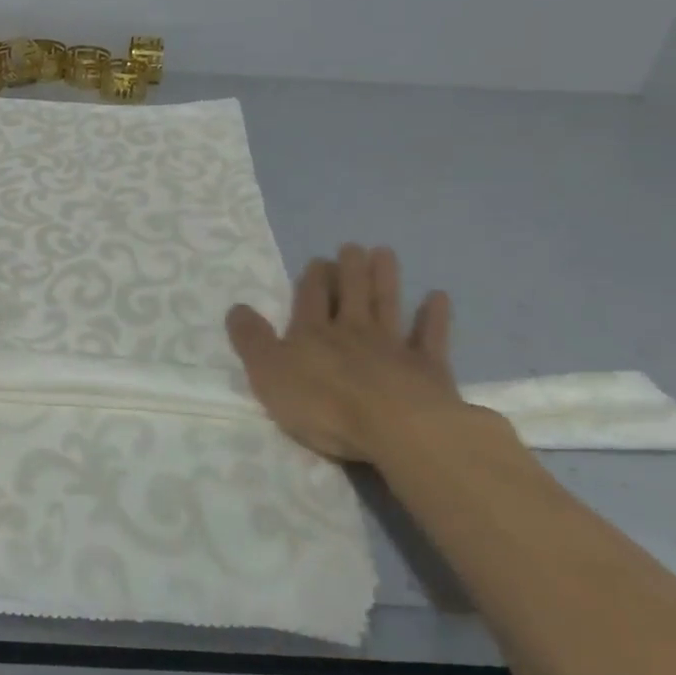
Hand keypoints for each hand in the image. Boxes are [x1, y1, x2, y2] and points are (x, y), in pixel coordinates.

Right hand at [226, 243, 469, 468]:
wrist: (396, 428)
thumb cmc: (323, 404)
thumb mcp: (269, 374)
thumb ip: (252, 341)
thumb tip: (237, 307)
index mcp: (312, 334)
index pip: (311, 298)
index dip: (312, 279)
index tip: (317, 260)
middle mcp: (353, 331)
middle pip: (352, 293)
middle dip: (350, 269)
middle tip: (353, 247)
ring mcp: (393, 347)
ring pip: (387, 304)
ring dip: (385, 278)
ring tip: (385, 252)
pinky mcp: (427, 368)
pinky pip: (431, 337)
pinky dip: (434, 316)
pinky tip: (438, 297)